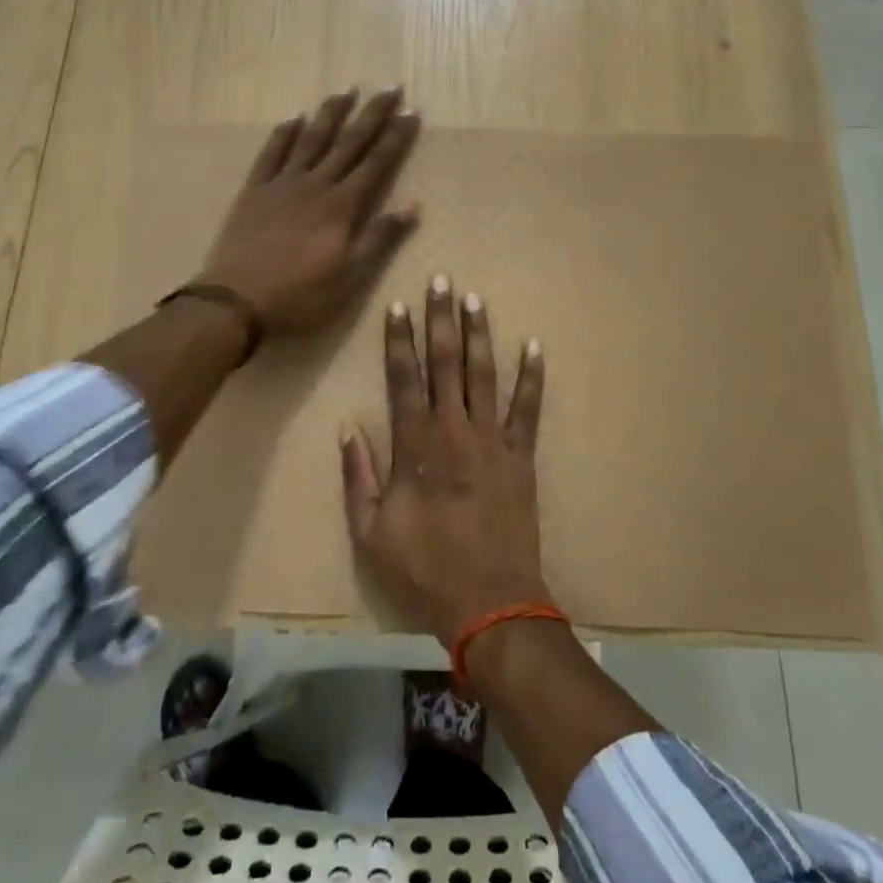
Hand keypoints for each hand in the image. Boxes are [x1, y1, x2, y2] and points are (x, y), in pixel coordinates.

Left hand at [199, 88, 421, 333]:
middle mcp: (315, 184)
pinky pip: (271, 153)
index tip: (412, 112)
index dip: (396, 137)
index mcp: (341, 206)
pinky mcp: (255, 190)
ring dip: (331, 113)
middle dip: (372, 114)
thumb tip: (413, 204)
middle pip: (348, 142)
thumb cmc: (300, 294)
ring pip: (311, 139)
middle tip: (390, 88)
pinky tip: (294, 117)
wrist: (237, 300)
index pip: (376, 163)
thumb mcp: (350, 275)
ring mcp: (282, 184)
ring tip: (346, 90)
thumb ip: (380, 237)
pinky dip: (284, 133)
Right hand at [340, 275, 547, 645]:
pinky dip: (532, 377)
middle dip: (441, 319)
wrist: (489, 601)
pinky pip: (528, 408)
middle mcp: (453, 429)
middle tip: (442, 281)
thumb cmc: (424, 568)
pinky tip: (534, 346)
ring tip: (476, 299)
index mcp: (415, 444)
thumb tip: (348, 428)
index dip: (399, 339)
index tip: (399, 304)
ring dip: (479, 334)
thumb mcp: (370, 531)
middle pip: (445, 362)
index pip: (403, 377)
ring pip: (483, 374)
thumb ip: (358, 476)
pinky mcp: (521, 455)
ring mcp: (492, 439)